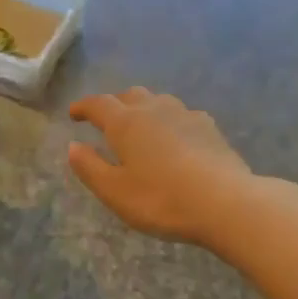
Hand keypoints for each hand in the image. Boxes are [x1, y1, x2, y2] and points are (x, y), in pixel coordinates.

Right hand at [68, 88, 254, 244]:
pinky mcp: (210, 128)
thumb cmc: (161, 200)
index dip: (83, 107)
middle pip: (131, 96)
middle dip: (115, 104)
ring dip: (144, 108)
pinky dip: (169, 121)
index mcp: (126, 123)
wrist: (225, 202)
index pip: (99, 104)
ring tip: (140, 126)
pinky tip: (175, 137)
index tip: (74, 113)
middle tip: (106, 121)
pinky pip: (182, 115)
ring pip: (159, 101)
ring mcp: (186, 116)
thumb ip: (90, 167)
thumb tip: (73, 146)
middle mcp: (155, 110)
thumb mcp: (115, 192)